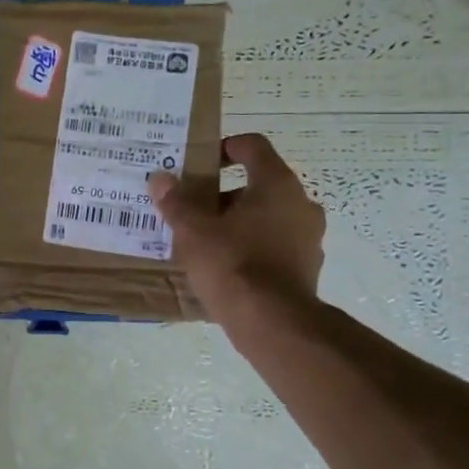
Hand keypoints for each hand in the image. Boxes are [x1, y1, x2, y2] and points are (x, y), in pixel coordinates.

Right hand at [148, 133, 324, 321]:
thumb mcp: (193, 230)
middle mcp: (301, 203)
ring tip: (206, 241)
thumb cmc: (232, 264)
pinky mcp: (307, 267)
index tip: (201, 162)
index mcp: (276, 183)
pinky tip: (226, 267)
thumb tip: (160, 178)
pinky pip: (275, 245)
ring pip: (268, 217)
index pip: (253, 146)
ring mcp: (309, 237)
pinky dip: (252, 247)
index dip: (225, 147)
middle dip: (224, 194)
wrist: (272, 322)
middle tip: (194, 209)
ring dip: (238, 222)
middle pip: (259, 184)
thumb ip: (176, 201)